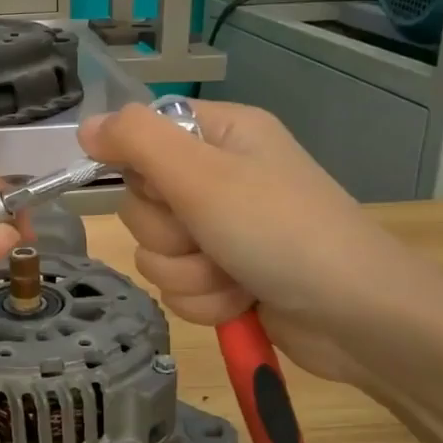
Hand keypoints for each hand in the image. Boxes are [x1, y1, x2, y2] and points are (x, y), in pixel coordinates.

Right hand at [77, 101, 442, 382]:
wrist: (356, 316)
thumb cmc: (280, 231)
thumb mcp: (202, 175)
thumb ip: (136, 142)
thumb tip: (86, 126)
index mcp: (220, 135)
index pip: (142, 137)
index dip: (140, 169)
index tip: (161, 191)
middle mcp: (219, 178)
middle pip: (142, 203)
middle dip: (170, 234)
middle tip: (209, 237)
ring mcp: (224, 231)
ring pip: (156, 253)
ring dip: (189, 274)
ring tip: (233, 276)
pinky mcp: (227, 277)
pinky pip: (179, 287)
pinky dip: (205, 300)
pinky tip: (240, 301)